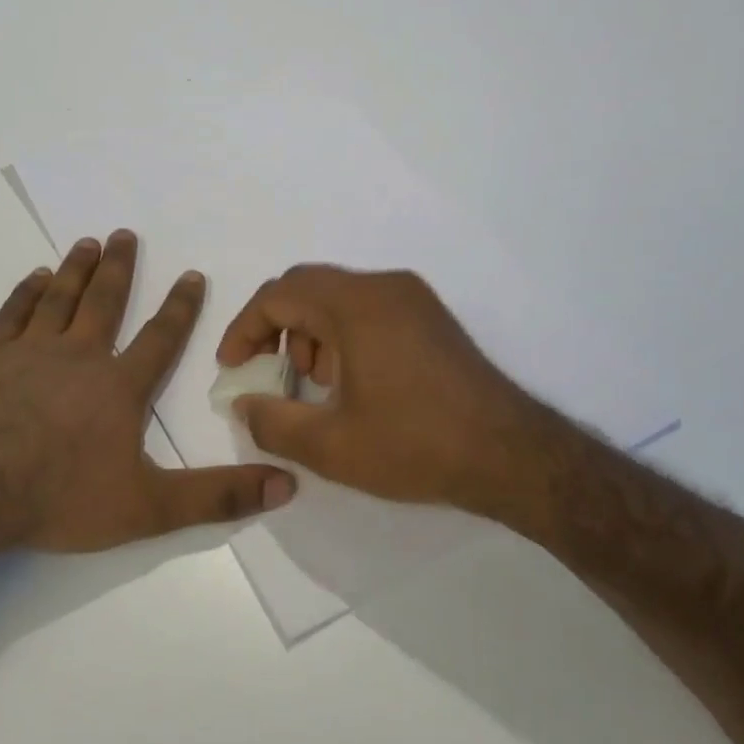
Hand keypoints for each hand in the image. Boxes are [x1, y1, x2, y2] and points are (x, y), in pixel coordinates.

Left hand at [0, 231, 295, 552]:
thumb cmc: (61, 496)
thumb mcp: (148, 508)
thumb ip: (216, 496)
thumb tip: (285, 485)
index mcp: (119, 387)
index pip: (160, 338)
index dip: (181, 307)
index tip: (192, 274)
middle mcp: (78, 357)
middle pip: (104, 302)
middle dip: (119, 268)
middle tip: (125, 233)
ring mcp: (29, 353)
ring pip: (59, 298)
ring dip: (76, 269)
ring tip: (87, 242)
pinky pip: (12, 314)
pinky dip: (26, 292)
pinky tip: (35, 277)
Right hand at [216, 265, 542, 517]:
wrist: (511, 455)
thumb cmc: (415, 445)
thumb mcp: (330, 446)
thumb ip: (272, 422)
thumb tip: (243, 405)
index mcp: (355, 305)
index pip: (278, 295)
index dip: (244, 329)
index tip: (232, 368)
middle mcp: (384, 287)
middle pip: (306, 287)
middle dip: (274, 328)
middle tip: (264, 371)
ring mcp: (413, 299)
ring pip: (337, 298)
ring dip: (308, 332)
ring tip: (311, 384)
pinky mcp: (430, 318)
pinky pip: (367, 309)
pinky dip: (340, 335)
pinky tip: (348, 382)